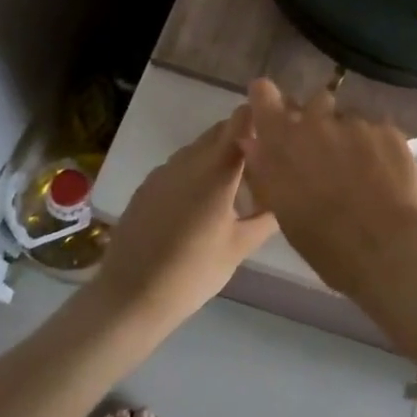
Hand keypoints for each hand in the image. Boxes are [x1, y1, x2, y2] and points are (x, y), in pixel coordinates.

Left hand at [95, 109, 275, 329]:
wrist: (128, 298)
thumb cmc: (192, 273)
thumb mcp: (240, 247)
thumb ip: (268, 216)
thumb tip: (287, 195)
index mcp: (218, 168)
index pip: (242, 118)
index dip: (260, 117)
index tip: (276, 133)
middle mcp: (190, 158)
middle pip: (221, 129)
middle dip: (242, 139)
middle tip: (260, 166)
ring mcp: (165, 170)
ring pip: (200, 147)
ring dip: (218, 156)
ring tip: (232, 189)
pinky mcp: (147, 185)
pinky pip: (179, 165)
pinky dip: (195, 172)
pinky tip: (199, 205)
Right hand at [238, 78, 416, 300]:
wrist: (390, 249)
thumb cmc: (328, 245)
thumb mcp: (285, 212)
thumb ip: (268, 170)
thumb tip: (255, 143)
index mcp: (284, 143)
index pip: (264, 95)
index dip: (267, 98)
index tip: (272, 106)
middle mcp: (317, 122)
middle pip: (314, 104)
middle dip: (317, 121)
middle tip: (327, 153)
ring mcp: (355, 122)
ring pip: (348, 119)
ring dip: (349, 136)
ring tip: (362, 170)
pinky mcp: (387, 128)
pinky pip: (375, 129)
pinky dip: (376, 146)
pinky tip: (385, 174)